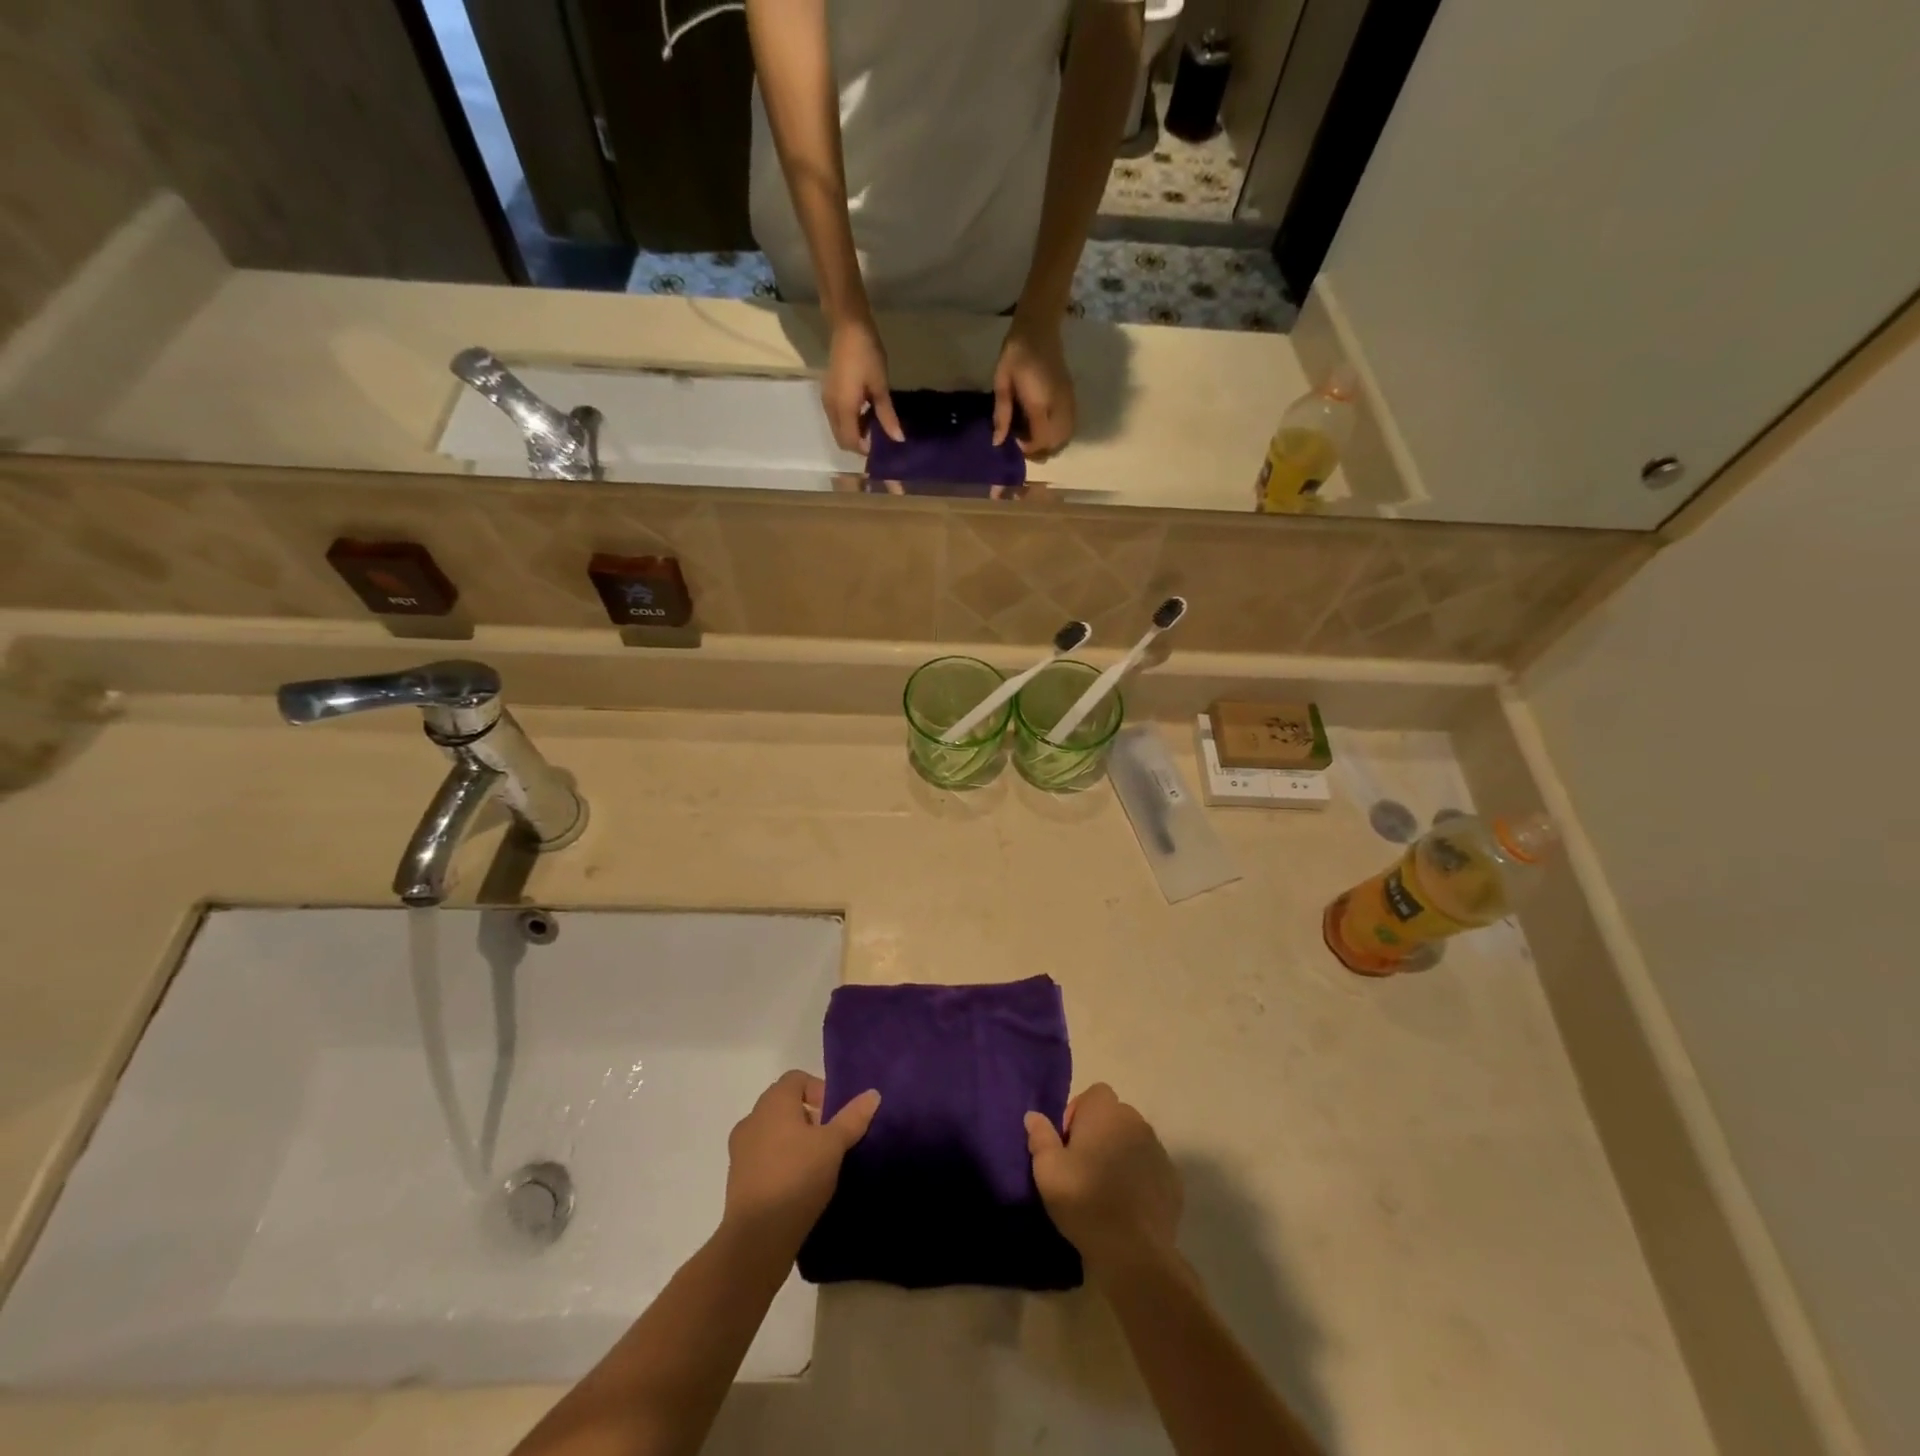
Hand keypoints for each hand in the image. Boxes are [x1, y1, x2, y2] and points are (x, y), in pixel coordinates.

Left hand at [725, 1070, 879, 1248]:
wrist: (757, 1238)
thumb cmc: (797, 1177)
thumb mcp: (833, 1145)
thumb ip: (853, 1117)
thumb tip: (872, 1093)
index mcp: (773, 1103)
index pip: (797, 1078)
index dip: (819, 1090)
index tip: (835, 1117)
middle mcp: (752, 1119)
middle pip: (785, 1105)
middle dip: (810, 1118)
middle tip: (831, 1141)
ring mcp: (740, 1151)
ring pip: (773, 1133)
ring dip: (794, 1142)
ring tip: (817, 1166)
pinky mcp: (737, 1180)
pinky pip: (763, 1158)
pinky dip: (781, 1163)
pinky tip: (799, 1186)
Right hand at [823, 318, 904, 453]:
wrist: (848, 326)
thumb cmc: (867, 354)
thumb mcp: (880, 386)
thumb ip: (887, 415)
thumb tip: (898, 439)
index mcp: (843, 408)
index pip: (851, 441)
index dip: (865, 449)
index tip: (882, 445)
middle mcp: (831, 408)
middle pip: (842, 439)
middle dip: (859, 443)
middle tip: (878, 437)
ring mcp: (827, 400)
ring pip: (838, 429)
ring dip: (854, 433)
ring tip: (874, 424)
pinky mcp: (828, 393)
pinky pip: (837, 418)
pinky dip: (849, 422)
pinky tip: (864, 412)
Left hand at [993, 314, 1076, 458]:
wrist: (1039, 328)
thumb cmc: (1015, 354)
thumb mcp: (1002, 383)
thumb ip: (1002, 414)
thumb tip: (998, 442)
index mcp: (1040, 402)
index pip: (1040, 439)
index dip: (1028, 448)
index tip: (1015, 443)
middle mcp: (1058, 406)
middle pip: (1056, 443)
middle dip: (1041, 450)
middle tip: (1024, 445)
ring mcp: (1068, 402)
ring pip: (1066, 436)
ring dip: (1051, 444)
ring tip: (1035, 438)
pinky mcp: (1071, 397)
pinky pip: (1070, 426)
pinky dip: (1060, 435)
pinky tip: (1046, 429)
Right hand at [1025, 1084, 1181, 1276]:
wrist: (1133, 1252)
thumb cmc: (1084, 1200)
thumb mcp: (1048, 1170)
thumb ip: (1040, 1137)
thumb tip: (1033, 1116)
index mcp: (1105, 1112)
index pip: (1094, 1094)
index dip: (1079, 1113)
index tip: (1069, 1144)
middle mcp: (1136, 1121)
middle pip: (1114, 1116)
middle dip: (1100, 1133)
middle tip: (1084, 1167)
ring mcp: (1158, 1150)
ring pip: (1134, 1141)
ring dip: (1121, 1153)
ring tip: (1106, 1187)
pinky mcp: (1173, 1179)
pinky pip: (1150, 1167)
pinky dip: (1140, 1177)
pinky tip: (1128, 1205)